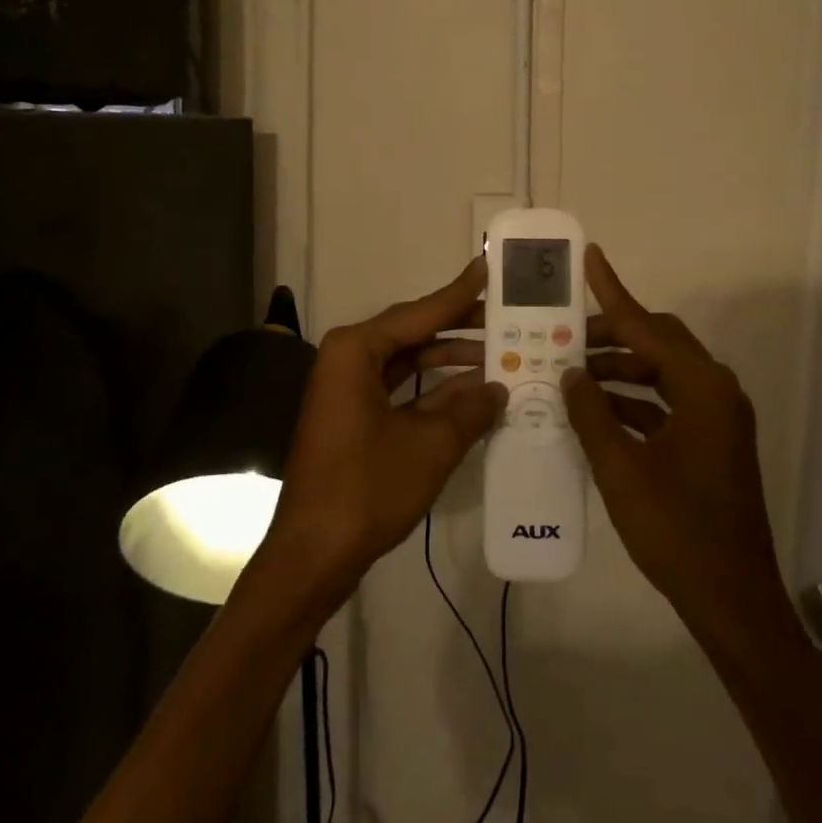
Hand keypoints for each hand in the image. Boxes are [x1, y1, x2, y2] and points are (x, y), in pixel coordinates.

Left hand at [262, 258, 504, 600]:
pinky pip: (400, 389)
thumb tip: (500, 389)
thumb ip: (470, 410)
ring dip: (451, 360)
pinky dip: (435, 391)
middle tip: (508, 318)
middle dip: (461, 328)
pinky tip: (474, 393)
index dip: (460, 294)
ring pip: (408, 362)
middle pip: (414, 332)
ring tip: (501, 355)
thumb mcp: (430, 446)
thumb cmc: (367, 489)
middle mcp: (347, 359)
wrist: (313, 554)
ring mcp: (348, 389)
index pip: (420, 312)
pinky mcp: (353, 417)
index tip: (489, 268)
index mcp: (356, 350)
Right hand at [561, 246, 795, 639]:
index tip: (590, 257)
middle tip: (563, 335)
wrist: (731, 598)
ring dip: (618, 371)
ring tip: (569, 373)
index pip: (647, 326)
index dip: (614, 291)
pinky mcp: (710, 442)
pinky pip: (665, 404)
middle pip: (657, 344)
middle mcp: (715, 391)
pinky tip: (593, 411)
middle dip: (611, 336)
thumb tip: (570, 371)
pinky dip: (632, 402)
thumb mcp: (621, 468)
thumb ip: (591, 412)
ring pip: (660, 374)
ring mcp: (716, 418)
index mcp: (702, 388)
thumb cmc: (676, 529)